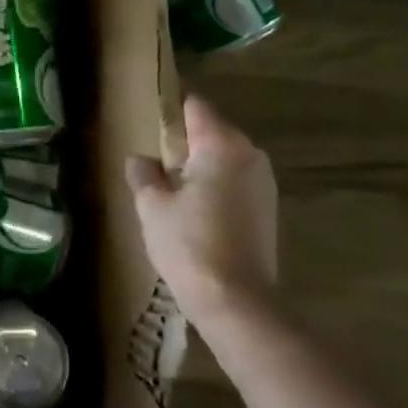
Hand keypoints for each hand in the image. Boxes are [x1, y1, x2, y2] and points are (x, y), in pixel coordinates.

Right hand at [127, 95, 278, 322]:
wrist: (236, 302)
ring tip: (171, 187)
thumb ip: (143, 174)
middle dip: (184, 139)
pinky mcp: (268, 209)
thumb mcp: (152, 206)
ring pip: (224, 158)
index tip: (150, 113)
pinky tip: (195, 209)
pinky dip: (215, 185)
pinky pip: (235, 181)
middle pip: (212, 131)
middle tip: (153, 157)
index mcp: (221, 144)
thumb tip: (140, 159)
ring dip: (200, 164)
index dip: (170, 105)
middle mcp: (249, 154)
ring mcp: (264, 182)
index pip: (195, 106)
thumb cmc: (189, 244)